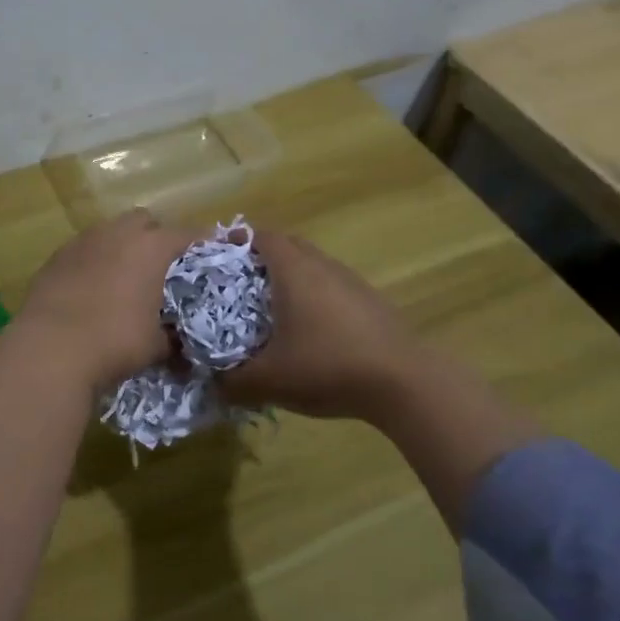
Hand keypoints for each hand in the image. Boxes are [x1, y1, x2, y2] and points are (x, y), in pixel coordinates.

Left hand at [16, 210, 198, 386]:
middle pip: (144, 220)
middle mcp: (118, 233)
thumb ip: (172, 339)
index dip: (201, 242)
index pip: (186, 234)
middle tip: (161, 265)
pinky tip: (91, 287)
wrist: (50, 347)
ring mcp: (83, 241)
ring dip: (121, 246)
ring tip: (124, 276)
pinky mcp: (56, 256)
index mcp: (151, 247)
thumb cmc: (114, 341)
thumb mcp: (155, 345)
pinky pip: (84, 249)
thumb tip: (180, 348)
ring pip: (110, 231)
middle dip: (155, 236)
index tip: (210, 251)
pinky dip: (93, 261)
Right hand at [220, 231, 443, 422]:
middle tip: (242, 281)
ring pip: (314, 266)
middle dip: (263, 257)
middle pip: (288, 246)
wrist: (405, 382)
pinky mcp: (372, 302)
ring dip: (293, 277)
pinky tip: (314, 331)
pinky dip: (316, 297)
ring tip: (275, 307)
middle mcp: (322, 265)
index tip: (220, 252)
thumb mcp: (270, 380)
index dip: (238, 239)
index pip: (261, 236)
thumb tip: (214, 383)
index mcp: (294, 270)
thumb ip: (234, 382)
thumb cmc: (328, 366)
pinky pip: (333, 287)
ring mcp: (351, 281)